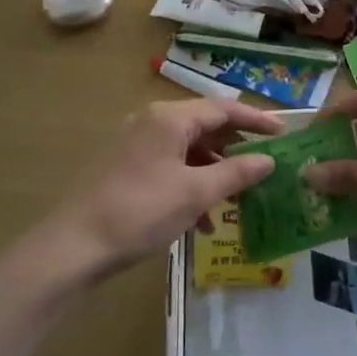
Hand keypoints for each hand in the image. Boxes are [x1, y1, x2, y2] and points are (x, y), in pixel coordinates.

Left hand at [39, 98, 280, 278]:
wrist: (72, 246)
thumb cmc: (139, 212)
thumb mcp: (195, 194)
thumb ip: (236, 174)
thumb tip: (270, 160)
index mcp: (169, 118)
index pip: (223, 109)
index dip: (256, 120)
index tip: (284, 133)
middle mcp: (152, 122)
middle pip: (205, 127)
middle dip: (236, 149)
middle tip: (265, 166)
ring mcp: (135, 144)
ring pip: (187, 150)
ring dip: (214, 173)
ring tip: (238, 200)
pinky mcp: (125, 167)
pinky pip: (169, 166)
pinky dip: (190, 185)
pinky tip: (201, 221)